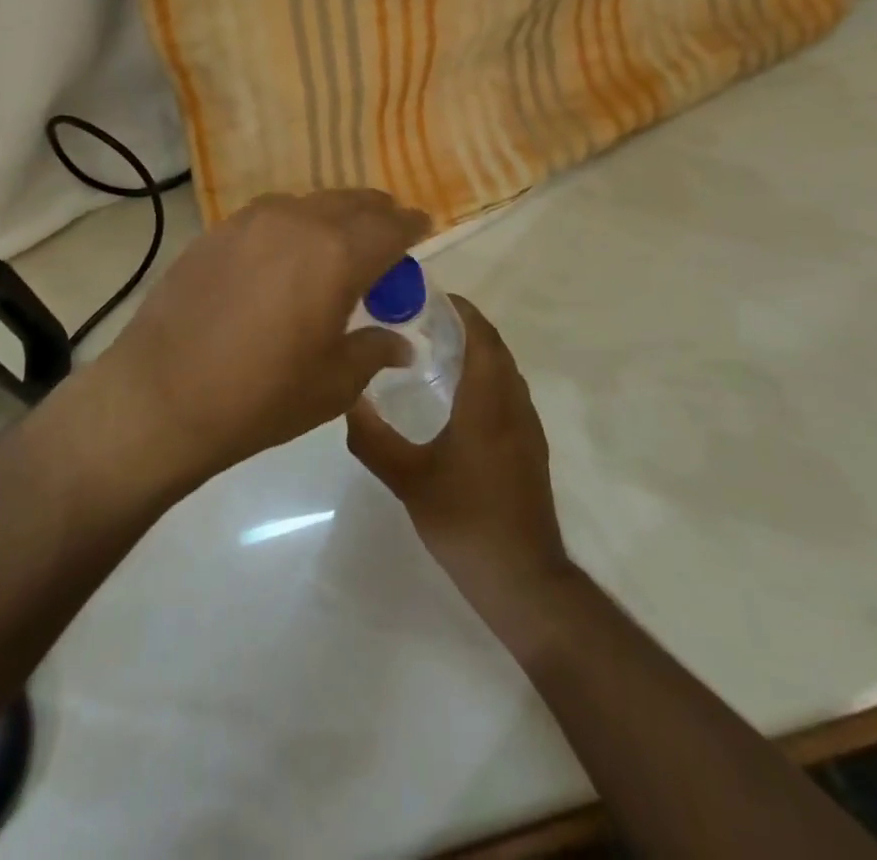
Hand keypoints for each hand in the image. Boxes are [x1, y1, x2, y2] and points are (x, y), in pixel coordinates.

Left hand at [99, 189, 430, 484]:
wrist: (161, 396)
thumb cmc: (260, 396)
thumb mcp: (333, 384)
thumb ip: (374, 350)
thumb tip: (400, 342)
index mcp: (336, 254)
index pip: (391, 226)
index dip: (412, 226)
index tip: (423, 229)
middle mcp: (297, 221)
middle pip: (352, 203)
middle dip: (377, 215)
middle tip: (386, 237)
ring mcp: (250, 221)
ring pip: (309, 203)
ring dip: (333, 217)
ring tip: (336, 245)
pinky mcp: (216, 231)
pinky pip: (270, 215)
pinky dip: (293, 225)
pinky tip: (285, 256)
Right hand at [346, 298, 571, 620]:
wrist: (523, 579)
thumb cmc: (465, 521)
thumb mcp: (408, 480)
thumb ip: (373, 439)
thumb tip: (347, 399)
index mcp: (487, 404)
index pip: (481, 338)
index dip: (462, 311)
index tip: (431, 297)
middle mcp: (513, 406)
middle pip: (495, 349)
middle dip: (465, 326)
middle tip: (423, 319)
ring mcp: (527, 428)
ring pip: (505, 371)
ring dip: (478, 350)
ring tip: (436, 348)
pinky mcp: (530, 448)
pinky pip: (509, 392)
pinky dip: (486, 375)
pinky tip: (457, 395)